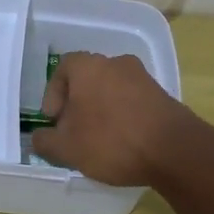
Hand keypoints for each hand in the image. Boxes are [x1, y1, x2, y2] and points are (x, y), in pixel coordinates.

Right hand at [29, 52, 205, 187]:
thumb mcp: (67, 148)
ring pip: (111, 90)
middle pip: (88, 79)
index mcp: (88, 66)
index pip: (63, 68)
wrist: (174, 150)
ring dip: (101, 110)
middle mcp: (116, 63)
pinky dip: (123, 117)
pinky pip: (133, 102)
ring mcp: (143, 78)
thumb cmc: (111, 140)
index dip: (53, 93)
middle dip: (77, 104)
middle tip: (73, 131)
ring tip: (98, 140)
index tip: (54, 119)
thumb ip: (45, 141)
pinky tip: (123, 142)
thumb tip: (39, 137)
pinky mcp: (163, 96)